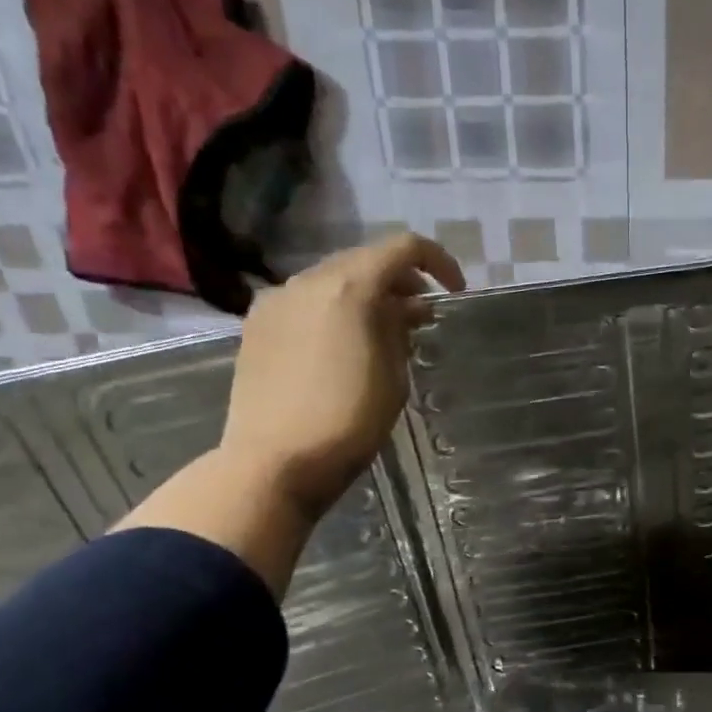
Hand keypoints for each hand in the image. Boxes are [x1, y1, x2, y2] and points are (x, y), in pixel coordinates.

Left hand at [217, 234, 464, 508]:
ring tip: (385, 333)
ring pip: (332, 281)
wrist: (274, 462)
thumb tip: (403, 309)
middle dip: (400, 281)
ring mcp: (276, 302)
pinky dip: (334, 311)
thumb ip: (399, 330)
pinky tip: (344, 346)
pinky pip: (305, 303)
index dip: (438, 263)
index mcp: (349, 287)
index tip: (454, 293)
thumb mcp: (393, 376)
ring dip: (365, 296)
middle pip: (364, 260)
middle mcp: (308, 281)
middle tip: (422, 316)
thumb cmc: (348, 422)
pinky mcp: (256, 327)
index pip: (404, 248)